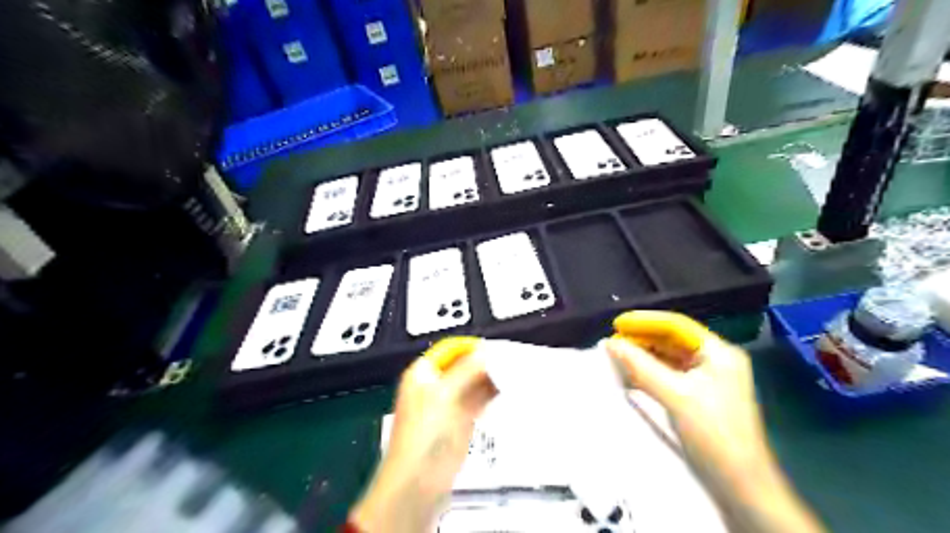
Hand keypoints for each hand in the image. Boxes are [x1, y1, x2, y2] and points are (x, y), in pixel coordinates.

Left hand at [347, 339, 497, 531]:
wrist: (419, 481)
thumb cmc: (426, 433)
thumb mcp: (445, 395)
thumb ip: (467, 370)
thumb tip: (486, 350)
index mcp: (424, 372)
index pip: (452, 349)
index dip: (473, 347)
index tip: (497, 347)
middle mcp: (436, 384)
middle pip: (465, 365)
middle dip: (486, 362)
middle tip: (512, 359)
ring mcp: (449, 403)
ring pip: (474, 382)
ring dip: (491, 378)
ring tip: (515, 373)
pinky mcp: (461, 420)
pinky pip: (479, 400)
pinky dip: (492, 394)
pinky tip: (508, 390)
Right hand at [607, 311, 769, 487]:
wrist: (741, 486)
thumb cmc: (713, 434)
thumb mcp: (675, 396)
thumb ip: (641, 367)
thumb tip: (610, 344)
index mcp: (719, 353)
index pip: (676, 325)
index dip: (645, 322)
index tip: (617, 324)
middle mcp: (716, 361)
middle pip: (673, 340)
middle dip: (642, 340)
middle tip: (613, 342)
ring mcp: (709, 380)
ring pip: (670, 358)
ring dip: (644, 357)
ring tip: (617, 356)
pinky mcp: (700, 397)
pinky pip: (671, 375)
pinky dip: (651, 373)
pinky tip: (631, 375)